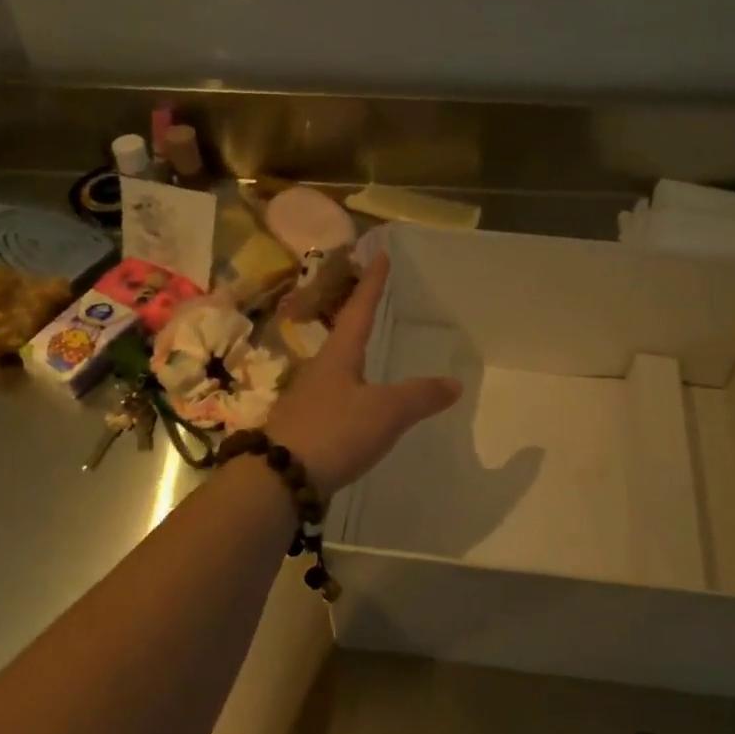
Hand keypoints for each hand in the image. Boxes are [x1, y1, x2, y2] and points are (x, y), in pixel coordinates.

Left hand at [264, 254, 461, 496]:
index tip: (379, 254)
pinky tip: (359, 404)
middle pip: (343, 335)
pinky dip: (351, 390)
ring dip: (354, 354)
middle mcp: (320, 369)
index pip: (359, 309)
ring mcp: (308, 398)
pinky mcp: (305, 426)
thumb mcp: (385, 412)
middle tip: (376, 300)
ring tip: (371, 351)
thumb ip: (420, 396)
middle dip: (360, 316)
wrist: (279, 479)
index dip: (372, 283)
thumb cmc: (334, 431)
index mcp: (339, 355)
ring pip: (337, 367)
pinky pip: (334, 397)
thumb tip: (455, 382)